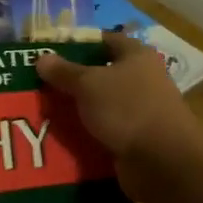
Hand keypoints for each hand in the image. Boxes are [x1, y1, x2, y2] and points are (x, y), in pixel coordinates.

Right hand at [36, 33, 202, 197]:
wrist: (162, 162)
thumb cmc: (126, 109)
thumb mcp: (88, 84)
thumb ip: (64, 71)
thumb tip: (42, 57)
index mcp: (136, 56)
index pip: (106, 40)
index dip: (79, 43)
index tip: (51, 52)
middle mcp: (142, 79)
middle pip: (102, 73)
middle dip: (73, 80)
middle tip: (40, 85)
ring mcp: (141, 110)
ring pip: (102, 104)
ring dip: (78, 109)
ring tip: (45, 112)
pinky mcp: (136, 138)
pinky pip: (105, 130)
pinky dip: (87, 133)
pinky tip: (63, 137)